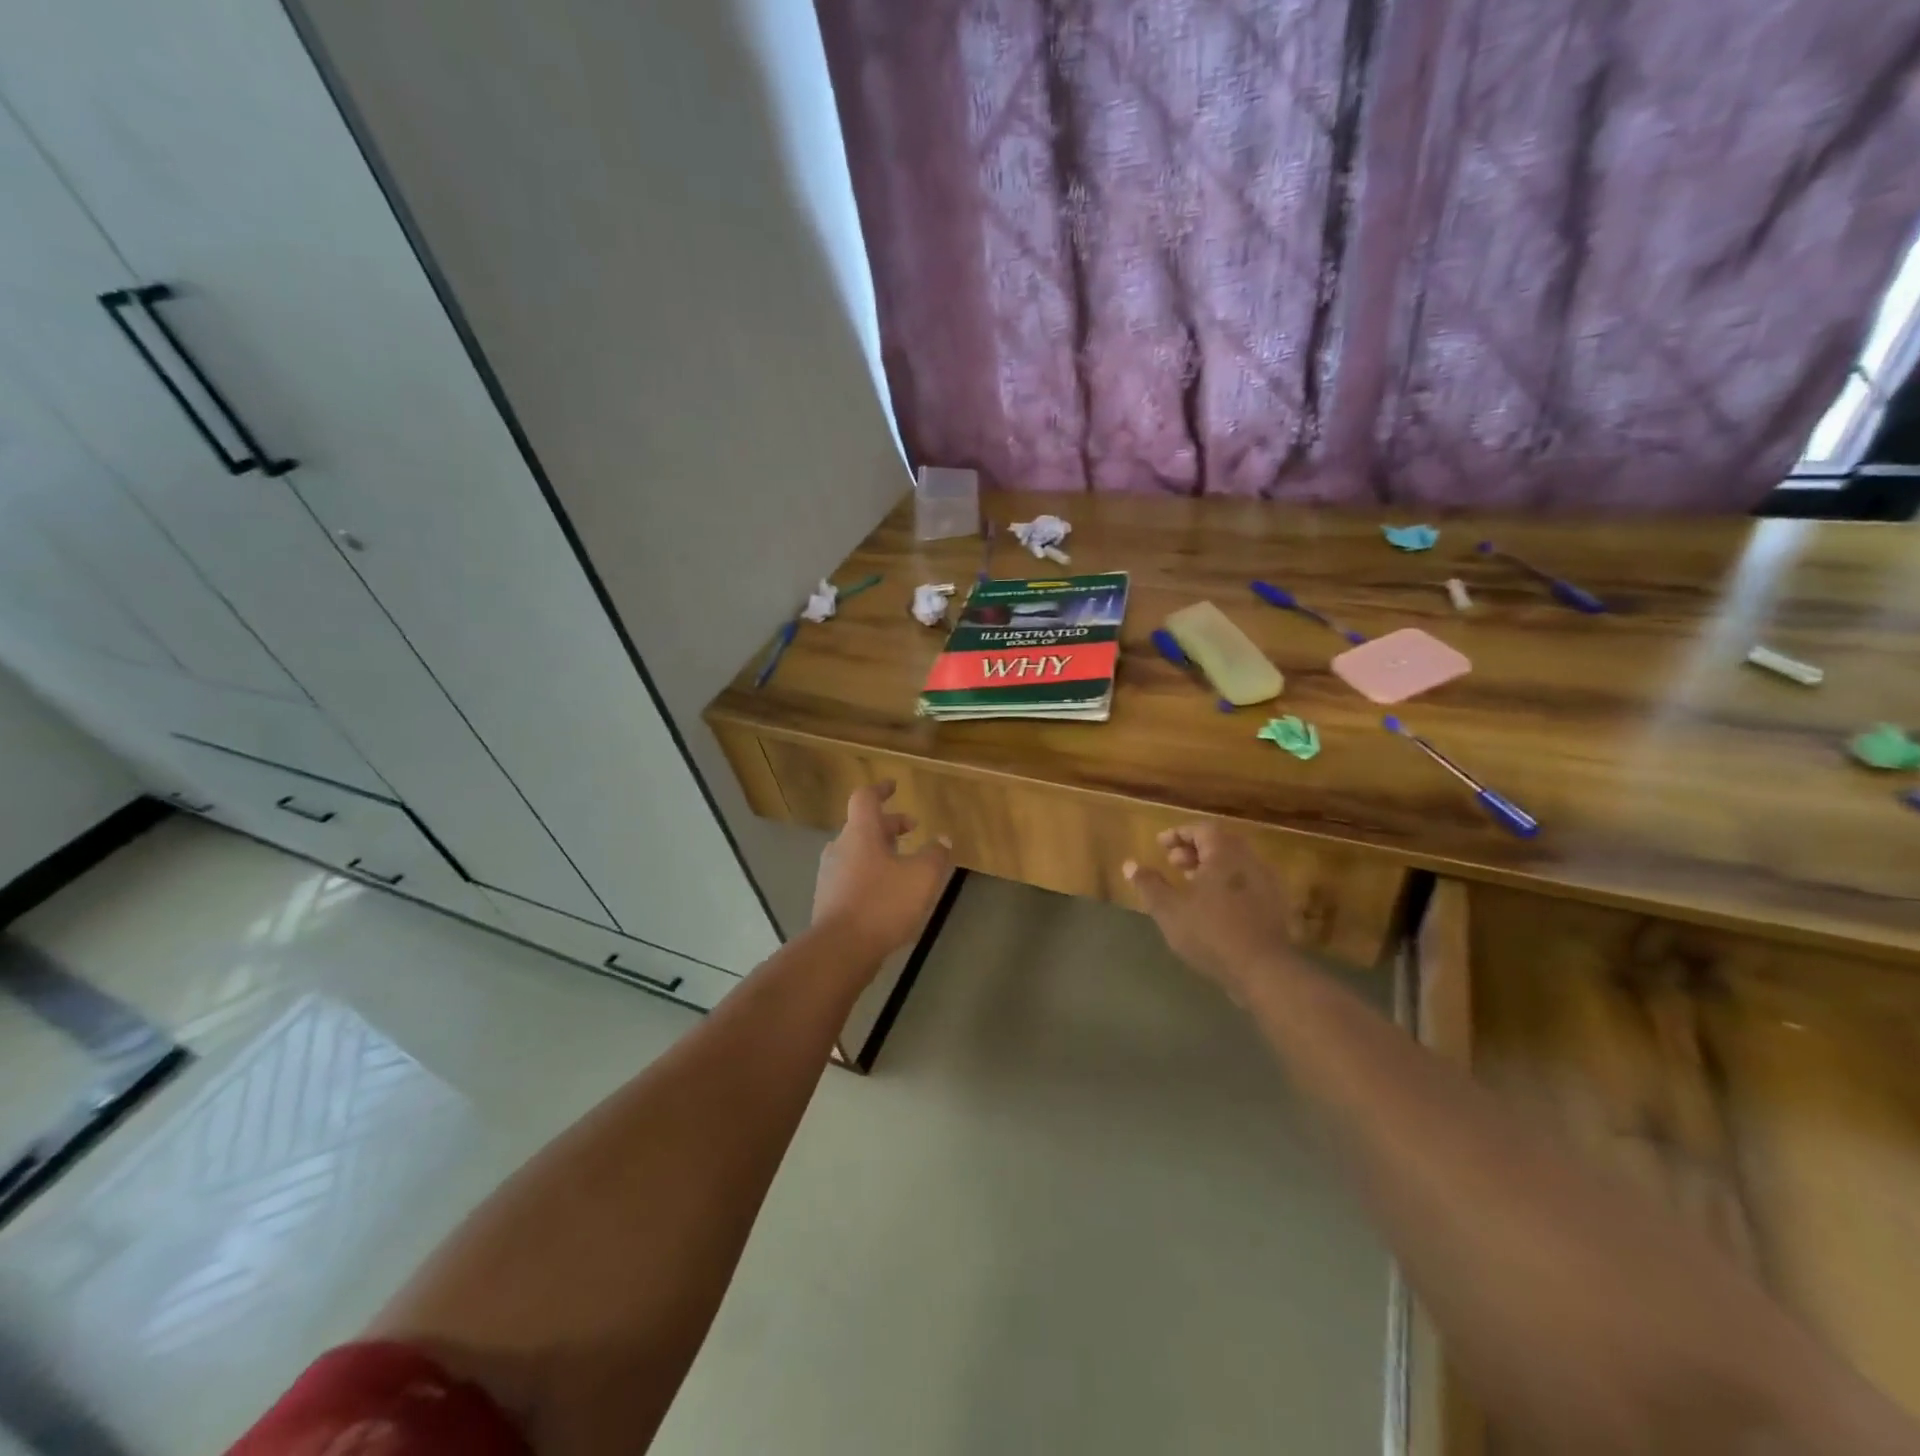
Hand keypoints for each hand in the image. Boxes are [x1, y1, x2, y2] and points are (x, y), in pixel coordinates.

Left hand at [812, 781, 952, 960]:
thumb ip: (935, 855)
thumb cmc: (882, 904)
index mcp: (860, 833)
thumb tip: (943, 839)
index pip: (865, 798)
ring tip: (903, 862)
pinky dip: (870, 872)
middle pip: (863, 825)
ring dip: (880, 850)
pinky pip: (852, 874)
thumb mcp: (921, 877)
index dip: (880, 790)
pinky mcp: (828, 899)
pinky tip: (887, 891)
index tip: (894, 786)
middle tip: (912, 828)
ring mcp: (830, 874)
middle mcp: (840, 847)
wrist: (840, 950)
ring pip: (857, 851)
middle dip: (889, 824)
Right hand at [1124, 826, 1299, 999]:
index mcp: (1225, 854)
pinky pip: (1247, 884)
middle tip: (1174, 863)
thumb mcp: (1169, 909)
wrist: (1265, 971)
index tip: (1160, 845)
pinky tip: (1214, 907)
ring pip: (1235, 865)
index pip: (1201, 830)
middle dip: (1194, 851)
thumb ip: (1149, 884)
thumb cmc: (1211, 933)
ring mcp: (1268, 884)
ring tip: (1191, 885)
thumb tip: (1130, 864)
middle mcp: (1249, 861)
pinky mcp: (1276, 907)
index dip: (1179, 834)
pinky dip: (1228, 885)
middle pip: (1220, 844)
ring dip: (1211, 869)